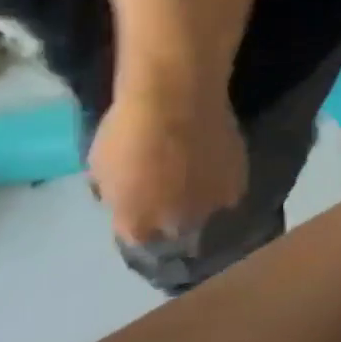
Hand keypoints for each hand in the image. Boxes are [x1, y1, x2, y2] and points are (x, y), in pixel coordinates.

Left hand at [89, 82, 247, 245]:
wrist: (177, 103)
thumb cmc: (127, 133)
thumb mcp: (101, 169)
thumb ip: (119, 194)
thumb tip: (130, 199)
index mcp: (136, 224)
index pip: (138, 238)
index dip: (139, 221)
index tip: (140, 206)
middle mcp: (177, 224)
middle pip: (177, 229)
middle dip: (172, 216)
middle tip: (169, 191)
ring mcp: (212, 204)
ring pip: (206, 211)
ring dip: (201, 199)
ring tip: (196, 177)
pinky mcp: (239, 182)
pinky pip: (228, 191)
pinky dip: (222, 182)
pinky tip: (214, 164)